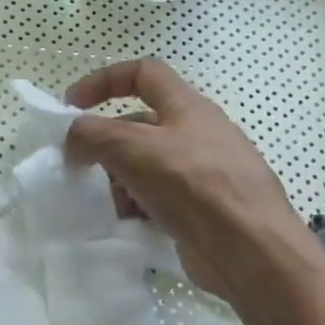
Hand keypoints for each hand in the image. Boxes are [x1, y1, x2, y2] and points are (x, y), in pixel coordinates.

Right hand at [63, 58, 319, 302]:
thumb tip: (73, 139)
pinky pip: (159, 198)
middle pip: (140, 126)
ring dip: (119, 180)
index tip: (72, 104)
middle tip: (82, 167)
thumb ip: (92, 134)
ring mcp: (203, 173)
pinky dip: (138, 206)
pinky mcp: (203, 209)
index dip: (104, 80)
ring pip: (146, 166)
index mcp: (187, 106)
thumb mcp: (133, 148)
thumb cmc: (194, 185)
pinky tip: (129, 223)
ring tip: (108, 202)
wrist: (252, 251)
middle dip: (107, 144)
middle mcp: (197, 134)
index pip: (143, 73)